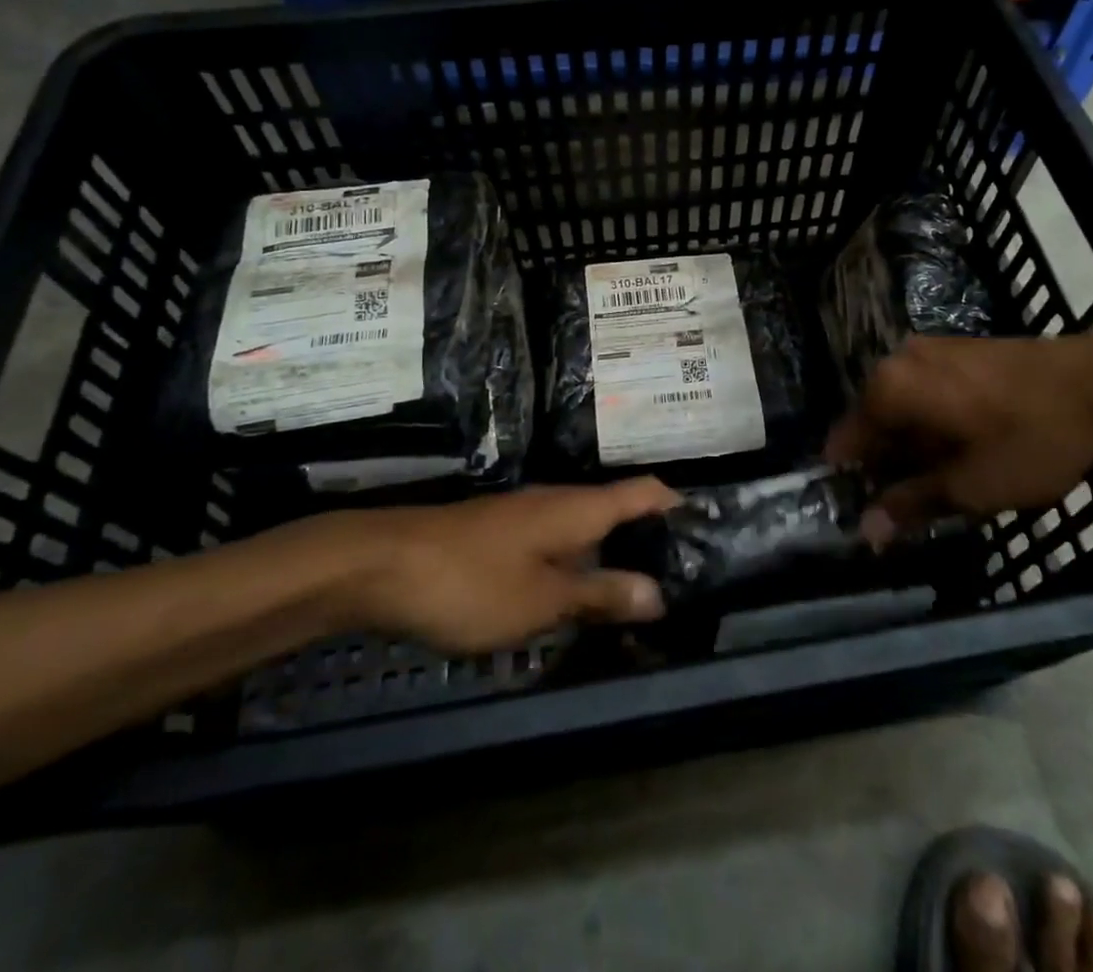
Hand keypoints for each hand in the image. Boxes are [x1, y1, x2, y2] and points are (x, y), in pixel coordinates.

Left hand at [292, 478, 681, 655]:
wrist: (383, 565)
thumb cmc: (473, 580)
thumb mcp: (543, 598)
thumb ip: (601, 594)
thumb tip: (660, 593)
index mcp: (580, 508)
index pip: (645, 492)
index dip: (679, 505)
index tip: (709, 532)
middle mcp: (559, 502)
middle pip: (619, 510)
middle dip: (650, 540)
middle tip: (682, 581)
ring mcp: (527, 517)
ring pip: (586, 530)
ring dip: (613, 558)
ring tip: (639, 598)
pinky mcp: (501, 536)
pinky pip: (557, 545)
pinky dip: (579, 567)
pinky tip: (578, 600)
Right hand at [825, 332, 1092, 540]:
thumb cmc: (1030, 438)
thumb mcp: (971, 487)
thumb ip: (912, 504)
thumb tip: (867, 530)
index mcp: (888, 389)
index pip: (845, 441)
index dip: (853, 482)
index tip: (869, 514)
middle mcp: (897, 361)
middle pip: (874, 422)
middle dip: (887, 464)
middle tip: (915, 504)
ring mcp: (930, 349)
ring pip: (903, 407)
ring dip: (913, 444)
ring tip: (946, 480)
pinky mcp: (959, 348)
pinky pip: (927, 390)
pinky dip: (934, 421)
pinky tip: (965, 446)